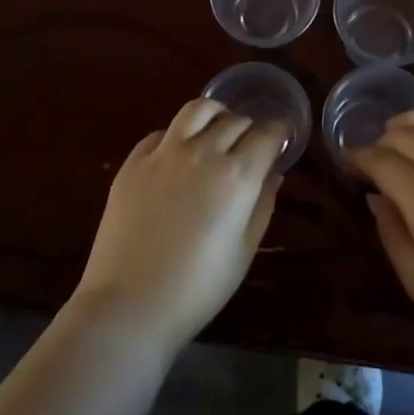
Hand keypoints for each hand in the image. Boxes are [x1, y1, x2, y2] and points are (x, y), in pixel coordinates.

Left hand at [72, 99, 287, 351]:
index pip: (266, 134)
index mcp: (236, 175)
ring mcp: (164, 153)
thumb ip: (262, 205)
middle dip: (250, 127)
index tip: (283, 135)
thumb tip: (272, 172)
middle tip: (252, 143)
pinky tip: (178, 153)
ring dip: (215, 114)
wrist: (130, 304)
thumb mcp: (244, 251)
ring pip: (196, 110)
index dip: (280, 130)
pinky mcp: (133, 162)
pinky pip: (161, 132)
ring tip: (217, 129)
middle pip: (235, 121)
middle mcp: (202, 152)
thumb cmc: (197, 288)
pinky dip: (178, 135)